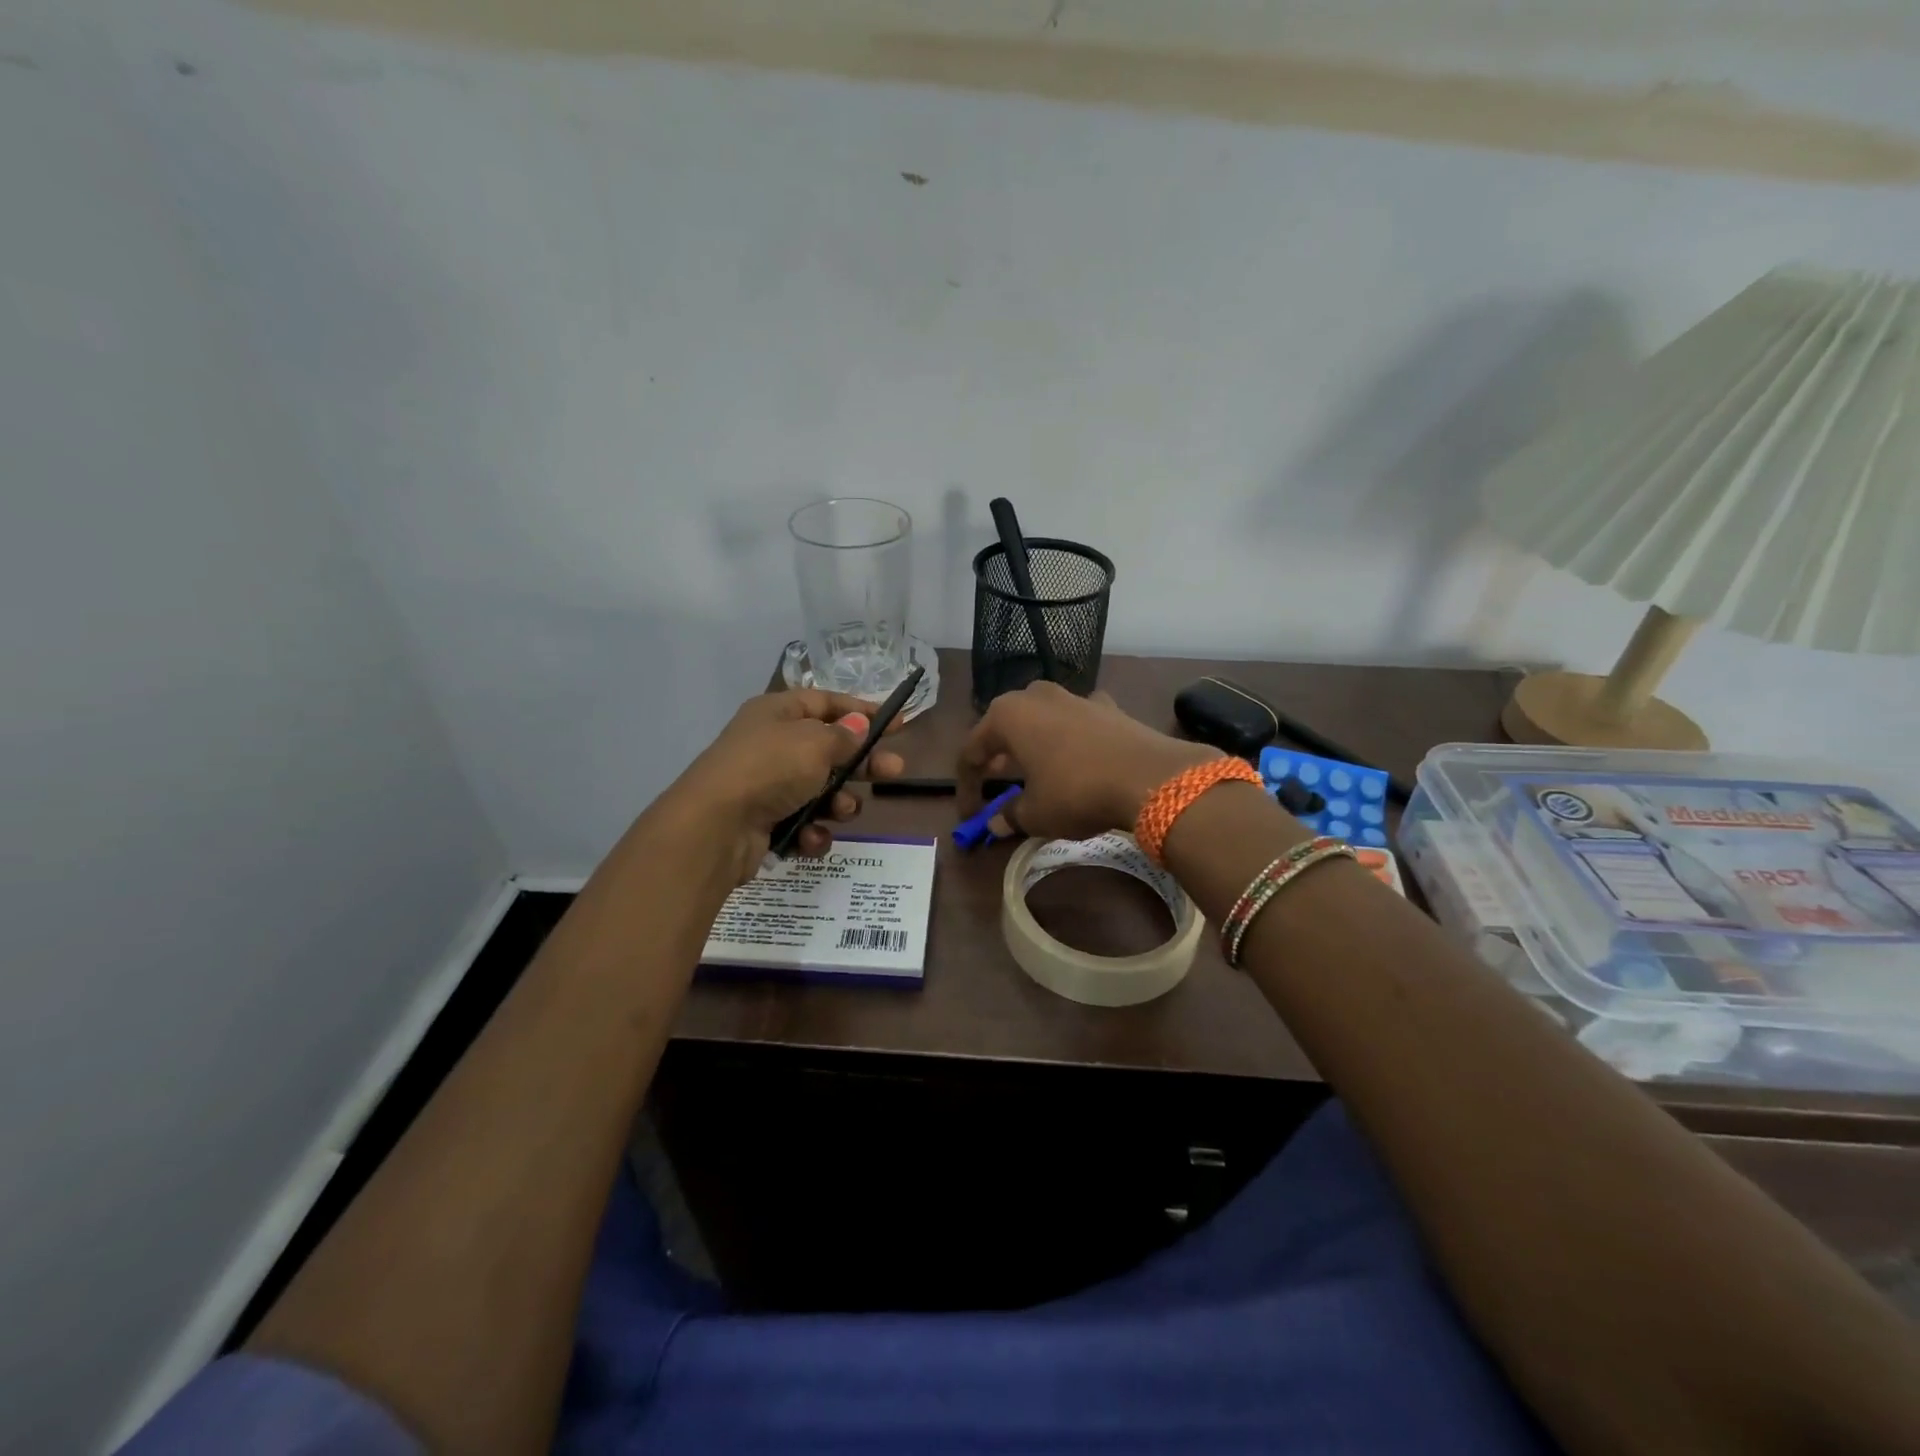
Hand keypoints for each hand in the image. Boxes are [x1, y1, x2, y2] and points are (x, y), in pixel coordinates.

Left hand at [661, 689, 905, 885]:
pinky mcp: (765, 822)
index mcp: (778, 712)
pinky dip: (812, 831)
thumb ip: (844, 736)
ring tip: (842, 810)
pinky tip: (810, 837)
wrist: (715, 826)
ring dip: (838, 803)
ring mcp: (767, 785)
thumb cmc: (770, 768)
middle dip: (862, 763)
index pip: (827, 703)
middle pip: (829, 749)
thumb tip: (858, 726)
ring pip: (820, 791)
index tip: (896, 724)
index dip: (862, 711)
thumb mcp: (815, 743)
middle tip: (894, 771)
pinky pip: (803, 823)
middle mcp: (772, 744)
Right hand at [957, 681, 1215, 841]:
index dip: (967, 786)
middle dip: (997, 757)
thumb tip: (995, 824)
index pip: (972, 751)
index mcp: (1007, 716)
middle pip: (1005, 726)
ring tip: (1033, 770)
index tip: (970, 815)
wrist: (1150, 777)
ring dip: (1032, 744)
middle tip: (996, 784)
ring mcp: (1074, 697)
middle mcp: (1036, 696)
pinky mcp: (1107, 706)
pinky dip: (1069, 739)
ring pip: (1041, 719)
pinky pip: (1076, 721)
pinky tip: (1077, 756)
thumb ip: (1009, 816)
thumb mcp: (1035, 814)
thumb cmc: (1076, 792)